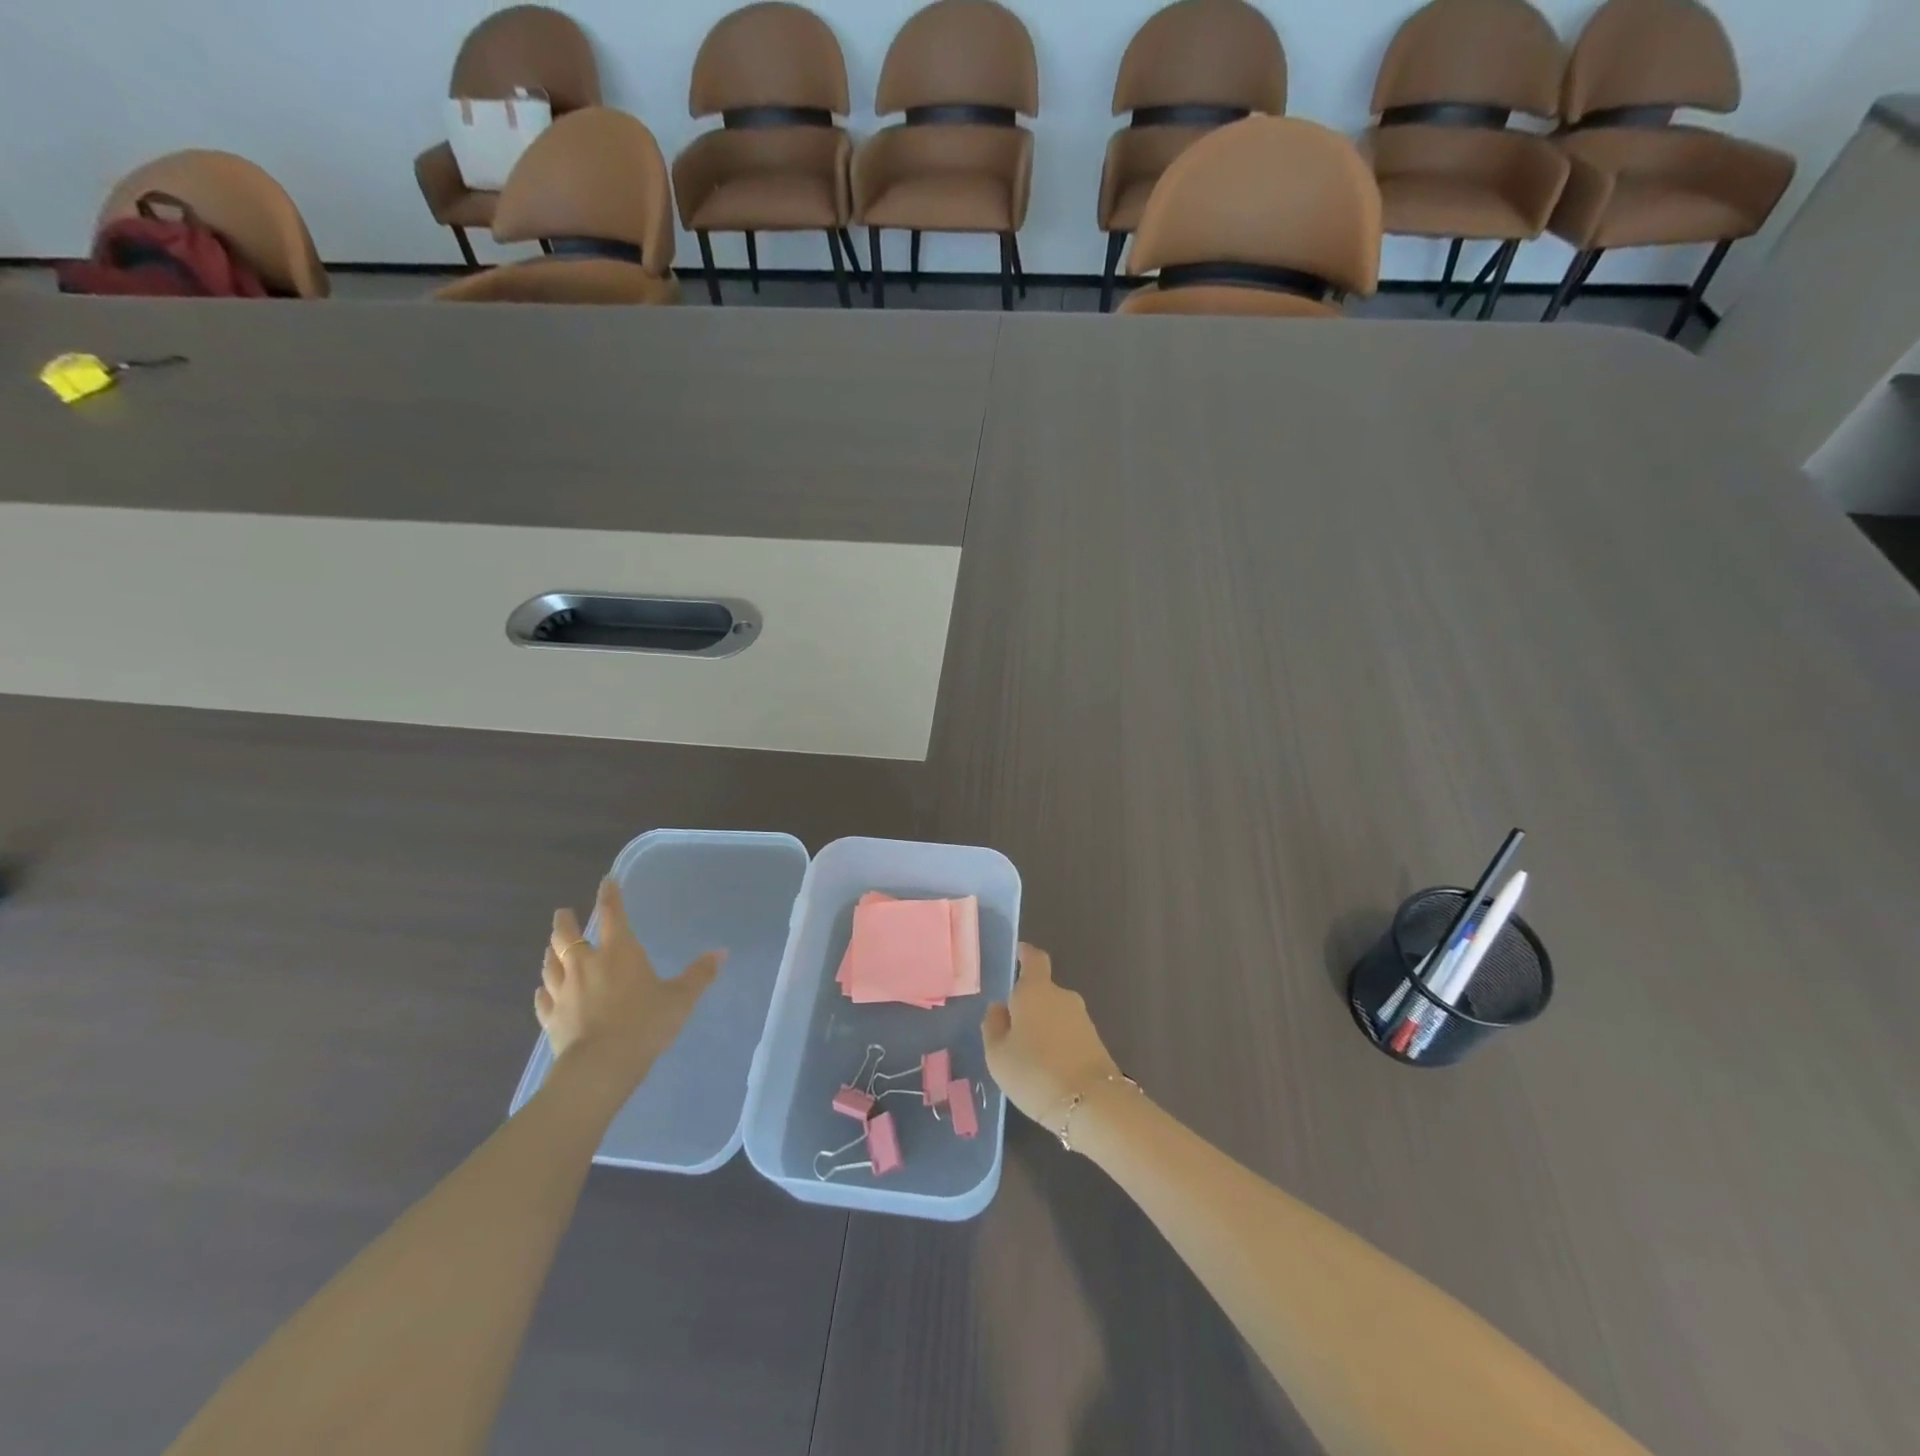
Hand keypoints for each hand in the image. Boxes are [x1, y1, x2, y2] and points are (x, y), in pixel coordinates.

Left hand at [538, 879, 724, 1094]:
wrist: (600, 1067)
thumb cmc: (645, 1024)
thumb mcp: (680, 999)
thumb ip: (699, 975)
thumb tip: (721, 952)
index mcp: (619, 952)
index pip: (611, 915)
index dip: (609, 896)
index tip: (606, 881)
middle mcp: (586, 965)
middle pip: (567, 936)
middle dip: (565, 922)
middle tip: (563, 912)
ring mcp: (563, 992)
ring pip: (550, 964)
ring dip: (551, 952)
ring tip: (551, 947)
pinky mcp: (550, 1018)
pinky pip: (542, 999)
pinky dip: (542, 990)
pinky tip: (542, 990)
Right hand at [982, 944, 1121, 1134]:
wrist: (1091, 1103)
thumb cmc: (1034, 1071)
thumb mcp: (997, 1053)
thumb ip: (994, 1025)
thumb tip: (999, 1007)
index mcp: (1035, 990)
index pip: (1033, 958)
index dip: (1025, 954)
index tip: (1018, 954)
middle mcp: (1062, 996)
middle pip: (1042, 991)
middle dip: (1028, 1005)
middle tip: (1010, 1029)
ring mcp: (1082, 1018)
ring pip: (1055, 1014)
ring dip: (1043, 1027)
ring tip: (1026, 1056)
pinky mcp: (1096, 1042)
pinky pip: (1067, 1034)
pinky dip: (1056, 1044)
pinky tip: (1046, 1069)